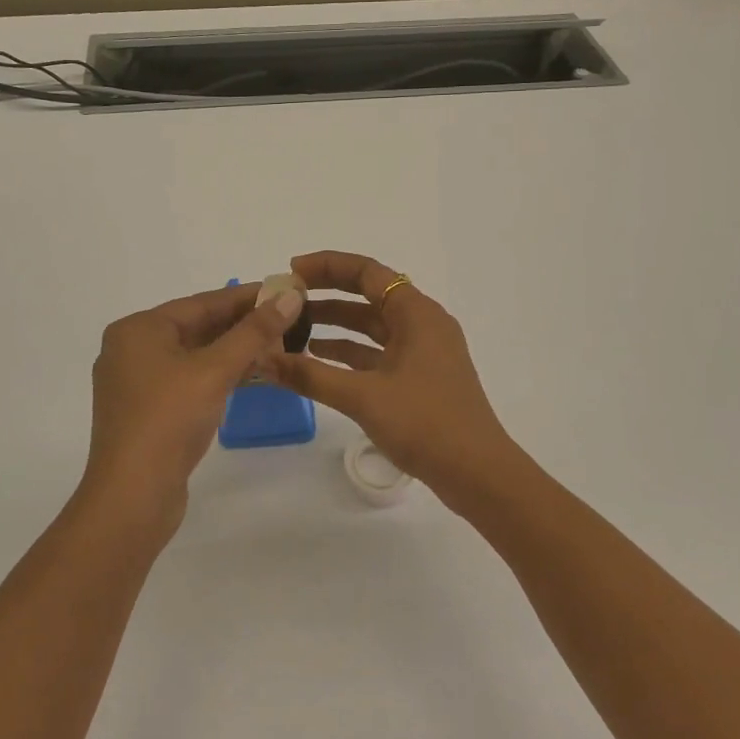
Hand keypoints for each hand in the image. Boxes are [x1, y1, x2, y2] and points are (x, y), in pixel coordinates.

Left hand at [83, 281, 303, 529]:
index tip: (284, 291)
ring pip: (193, 355)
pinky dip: (217, 375)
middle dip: (241, 324)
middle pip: (196, 327)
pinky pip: (187, 380)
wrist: (132, 496)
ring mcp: (137, 384)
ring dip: (233, 351)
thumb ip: (254, 332)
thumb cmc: (169, 420)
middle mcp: (131, 350)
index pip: (201, 302)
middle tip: (286, 319)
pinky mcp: (147, 412)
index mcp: (138, 330)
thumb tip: (290, 296)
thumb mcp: (215, 370)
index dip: (245, 296)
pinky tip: (249, 376)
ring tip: (276, 345)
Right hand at [265, 251, 524, 509]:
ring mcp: (424, 351)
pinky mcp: (420, 377)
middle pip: (369, 295)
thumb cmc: (424, 422)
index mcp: (416, 313)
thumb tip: (262, 359)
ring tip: (292, 329)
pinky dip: (350, 352)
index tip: (290, 272)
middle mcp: (422, 323)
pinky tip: (318, 360)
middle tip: (286, 299)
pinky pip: (378, 352)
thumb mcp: (363, 396)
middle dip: (327, 295)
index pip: (367, 272)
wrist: (477, 472)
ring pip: (373, 326)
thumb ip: (310, 375)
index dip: (327, 266)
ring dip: (335, 325)